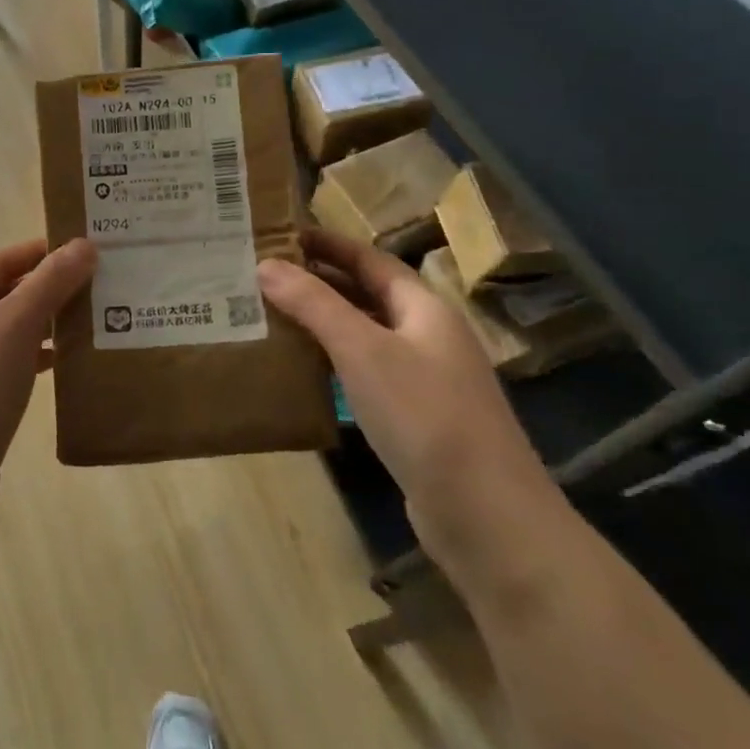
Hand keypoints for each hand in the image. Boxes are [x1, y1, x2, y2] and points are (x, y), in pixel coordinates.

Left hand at [0, 238, 96, 508]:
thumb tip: (84, 244)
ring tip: (88, 323)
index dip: (44, 252)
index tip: (89, 250)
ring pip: (4, 330)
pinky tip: (60, 365)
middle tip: (98, 287)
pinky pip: (1, 363)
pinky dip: (30, 358)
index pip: (1, 259)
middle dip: (48, 289)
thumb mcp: (15, 327)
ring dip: (43, 325)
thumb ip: (51, 282)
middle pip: (2, 292)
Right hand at [257, 229, 562, 572]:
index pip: (370, 259)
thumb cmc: (424, 415)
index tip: (281, 234)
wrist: (485, 514)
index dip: (328, 244)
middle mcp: (428, 336)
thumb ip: (314, 305)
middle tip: (264, 276)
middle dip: (319, 282)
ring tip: (271, 316)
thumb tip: (266, 265)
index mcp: (424, 308)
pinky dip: (333, 363)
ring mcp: (425, 379)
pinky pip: (366, 374)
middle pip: (368, 295)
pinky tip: (303, 372)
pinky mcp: (415, 419)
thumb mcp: (362, 350)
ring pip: (365, 336)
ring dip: (323, 324)